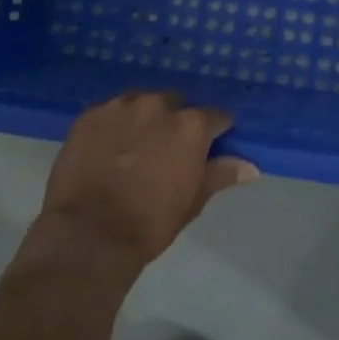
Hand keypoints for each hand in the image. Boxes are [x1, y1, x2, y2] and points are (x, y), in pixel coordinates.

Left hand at [38, 91, 255, 272]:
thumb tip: (250, 166)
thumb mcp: (192, 201)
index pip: (216, 117)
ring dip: (144, 120)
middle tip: (168, 151)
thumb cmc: (150, 222)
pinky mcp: (90, 114)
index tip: (209, 148)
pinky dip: (114, 126)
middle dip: (176, 122)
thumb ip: (220, 174)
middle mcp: (159, 104)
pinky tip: (108, 148)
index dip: (215, 133)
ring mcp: (121, 106)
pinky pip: (111, 112)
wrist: (88, 235)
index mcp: (191, 125)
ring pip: (142, 104)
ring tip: (135, 147)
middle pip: (177, 105)